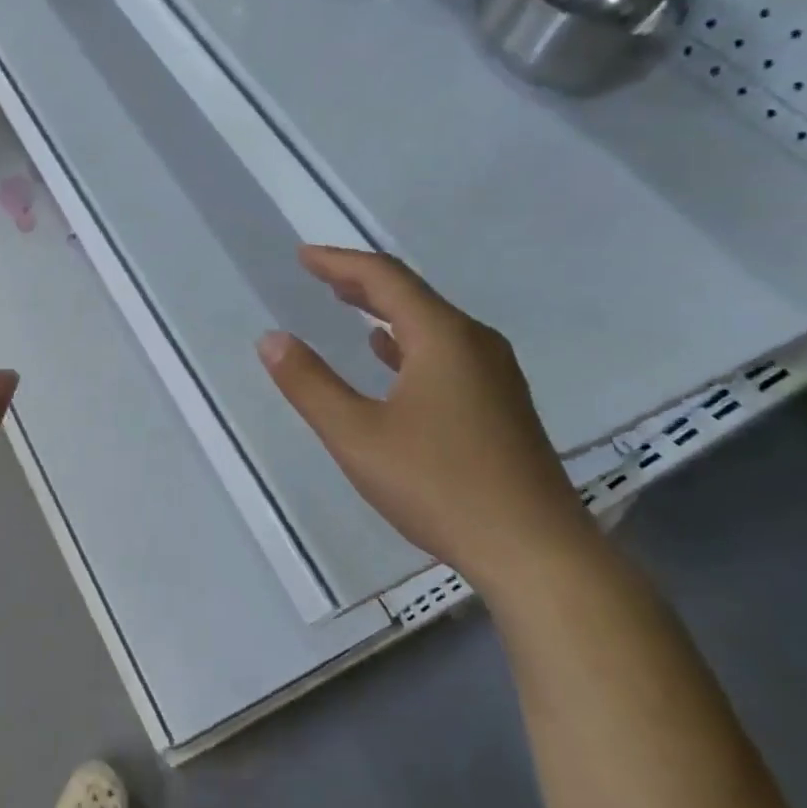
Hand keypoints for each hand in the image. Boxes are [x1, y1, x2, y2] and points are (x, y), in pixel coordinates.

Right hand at [258, 246, 598, 591]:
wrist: (535, 551)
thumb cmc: (439, 486)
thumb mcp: (357, 436)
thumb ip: (310, 384)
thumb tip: (271, 339)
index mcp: (443, 338)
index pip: (385, 279)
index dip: (340, 263)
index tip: (303, 256)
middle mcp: (474, 343)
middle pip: (412, 295)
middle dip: (361, 282)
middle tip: (319, 274)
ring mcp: (495, 374)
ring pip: (431, 324)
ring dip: (385, 311)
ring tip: (348, 305)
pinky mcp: (501, 404)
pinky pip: (446, 352)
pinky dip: (408, 343)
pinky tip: (390, 358)